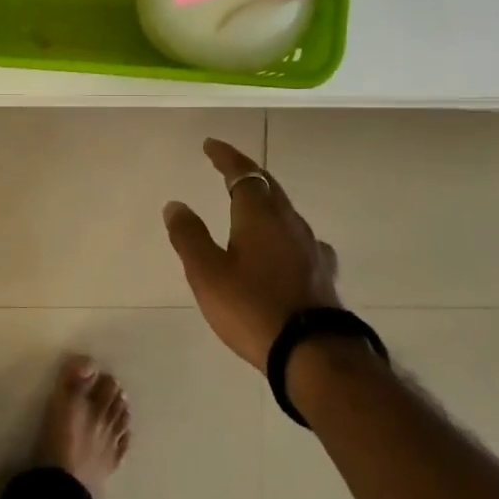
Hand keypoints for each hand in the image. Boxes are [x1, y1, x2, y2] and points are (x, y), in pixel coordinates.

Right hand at [162, 138, 339, 371]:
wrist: (313, 353)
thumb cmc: (252, 307)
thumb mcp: (207, 273)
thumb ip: (189, 236)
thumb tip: (175, 204)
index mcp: (259, 216)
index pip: (243, 174)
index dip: (226, 156)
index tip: (210, 145)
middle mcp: (289, 223)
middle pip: (269, 186)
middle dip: (246, 172)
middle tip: (227, 165)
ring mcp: (311, 247)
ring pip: (286, 211)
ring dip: (265, 200)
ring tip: (250, 203)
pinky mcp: (323, 272)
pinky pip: (299, 237)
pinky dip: (282, 230)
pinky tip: (284, 245)